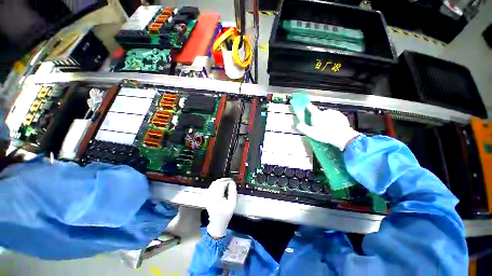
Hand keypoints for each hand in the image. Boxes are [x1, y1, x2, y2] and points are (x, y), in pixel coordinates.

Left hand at [206, 178, 236, 238]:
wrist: (217, 223)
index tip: (232, 181)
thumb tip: (232, 183)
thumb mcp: (232, 204)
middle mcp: (210, 195)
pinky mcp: (207, 197)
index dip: (227, 181)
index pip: (222, 185)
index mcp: (216, 198)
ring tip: (226, 181)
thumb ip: (233, 192)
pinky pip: (211, 187)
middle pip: (216, 183)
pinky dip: (216, 184)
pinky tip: (221, 185)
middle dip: (224, 180)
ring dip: (220, 181)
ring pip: (213, 184)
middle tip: (230, 180)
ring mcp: (208, 196)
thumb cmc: (226, 215)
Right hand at [296, 104, 360, 150]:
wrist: (343, 137)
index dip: (308, 107)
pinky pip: (335, 117)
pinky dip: (333, 120)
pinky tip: (334, 127)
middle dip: (318, 118)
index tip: (306, 108)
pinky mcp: (341, 116)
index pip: (310, 107)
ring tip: (327, 128)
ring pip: (327, 115)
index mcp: (317, 114)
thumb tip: (298, 125)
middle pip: (319, 113)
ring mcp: (334, 113)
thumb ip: (303, 128)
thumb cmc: (325, 134)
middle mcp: (325, 111)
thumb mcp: (311, 133)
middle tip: (318, 126)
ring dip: (326, 119)